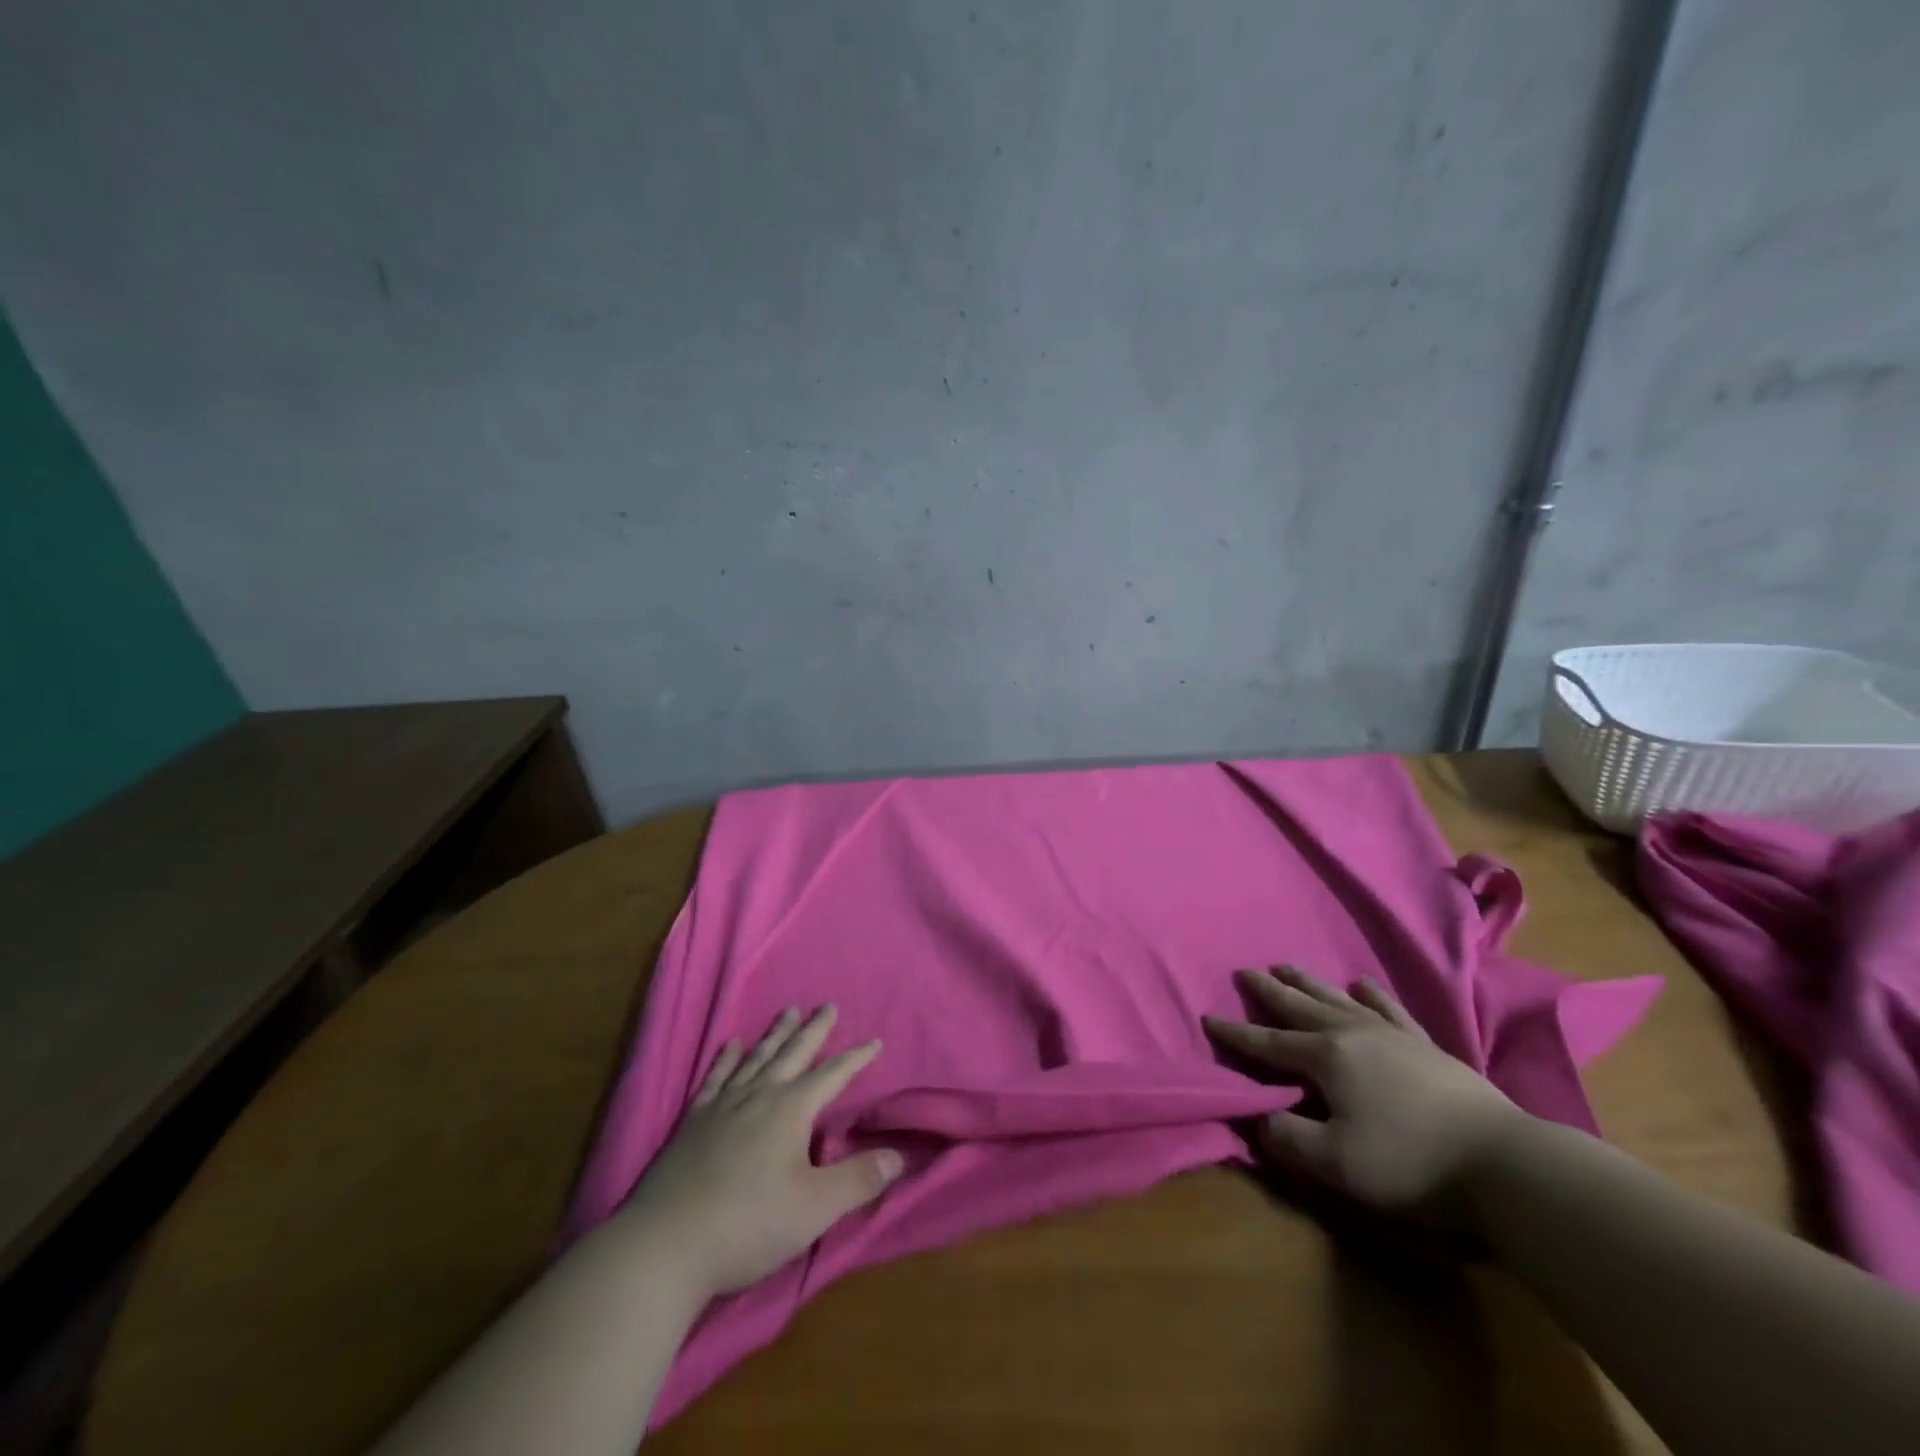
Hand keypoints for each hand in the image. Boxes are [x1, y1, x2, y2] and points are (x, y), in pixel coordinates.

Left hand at [618, 1006, 902, 1300]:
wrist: (665, 1245)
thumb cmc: (749, 1224)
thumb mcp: (815, 1208)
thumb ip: (859, 1179)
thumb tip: (899, 1155)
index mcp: (791, 1110)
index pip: (833, 1076)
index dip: (855, 1059)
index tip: (874, 1042)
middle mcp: (759, 1095)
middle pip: (794, 1053)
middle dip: (815, 1030)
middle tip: (828, 1006)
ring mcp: (723, 1105)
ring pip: (757, 1058)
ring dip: (776, 1035)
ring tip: (788, 1012)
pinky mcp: (693, 1122)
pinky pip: (716, 1078)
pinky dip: (727, 1059)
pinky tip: (731, 1046)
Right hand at [1203, 965, 1527, 1229]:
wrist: (1503, 1163)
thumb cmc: (1409, 1163)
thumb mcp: (1335, 1163)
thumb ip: (1287, 1138)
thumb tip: (1256, 1115)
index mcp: (1325, 1058)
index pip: (1268, 1043)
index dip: (1236, 1033)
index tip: (1209, 1017)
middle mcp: (1351, 1033)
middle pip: (1300, 1007)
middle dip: (1269, 991)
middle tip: (1245, 971)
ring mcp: (1391, 1034)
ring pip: (1337, 999)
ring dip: (1309, 983)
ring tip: (1287, 966)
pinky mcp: (1425, 1045)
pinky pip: (1389, 1009)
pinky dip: (1371, 994)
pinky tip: (1361, 983)